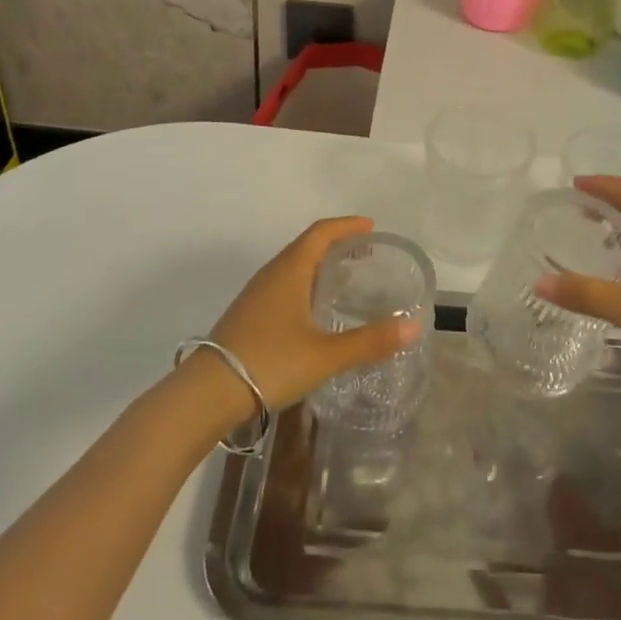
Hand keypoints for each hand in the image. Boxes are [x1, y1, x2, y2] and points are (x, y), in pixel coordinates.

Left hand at [206, 216, 421, 413]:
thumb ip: (369, 342)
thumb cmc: (270, 362)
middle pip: (306, 246)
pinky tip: (313, 310)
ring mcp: (256, 294)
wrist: (208, 393)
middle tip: (365, 252)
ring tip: (344, 278)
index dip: (347, 226)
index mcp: (290, 270)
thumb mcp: (326, 355)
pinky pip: (283, 285)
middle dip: (336, 243)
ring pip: (293, 266)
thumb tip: (413, 327)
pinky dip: (305, 284)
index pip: (321, 233)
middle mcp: (272, 274)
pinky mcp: (248, 315)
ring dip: (319, 264)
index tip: (371, 226)